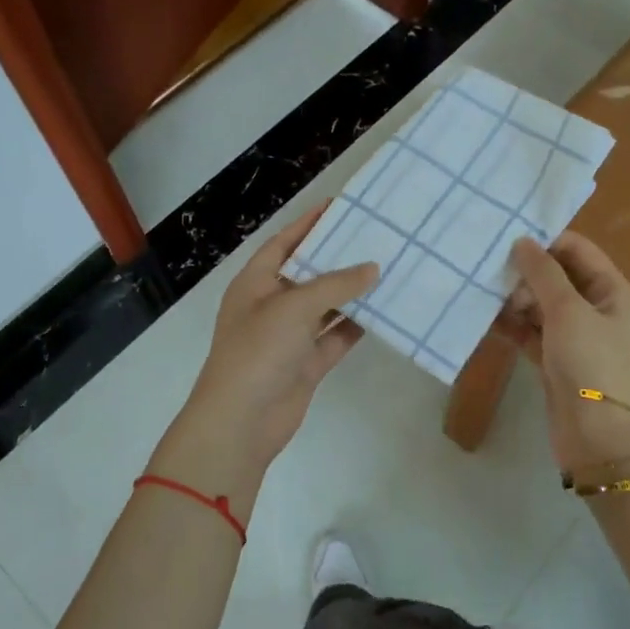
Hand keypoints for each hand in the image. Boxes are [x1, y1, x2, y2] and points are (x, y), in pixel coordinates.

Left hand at [149, 206, 376, 508]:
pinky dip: (355, 326)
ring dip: (351, 293)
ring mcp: (289, 336)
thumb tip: (372, 268)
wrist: (242, 421)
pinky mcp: (306, 363)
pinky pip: (334, 338)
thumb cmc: (259, 351)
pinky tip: (383, 311)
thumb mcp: (294, 307)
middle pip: (307, 274)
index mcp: (255, 283)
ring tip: (387, 269)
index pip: (282, 244)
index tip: (338, 207)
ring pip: (325, 307)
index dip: (307, 225)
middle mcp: (271, 305)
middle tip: (374, 238)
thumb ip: (335, 285)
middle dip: (336, 258)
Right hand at [503, 233, 629, 472]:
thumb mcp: (568, 311)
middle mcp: (597, 309)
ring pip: (541, 305)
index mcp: (613, 291)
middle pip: (557, 277)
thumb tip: (522, 241)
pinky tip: (486, 320)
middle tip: (494, 276)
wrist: (597, 436)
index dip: (545, 243)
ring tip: (484, 296)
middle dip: (525, 274)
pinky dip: (512, 325)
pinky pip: (531, 332)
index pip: (578, 250)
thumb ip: (544, 273)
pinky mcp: (555, 360)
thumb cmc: (590, 364)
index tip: (507, 243)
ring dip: (515, 299)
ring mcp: (576, 337)